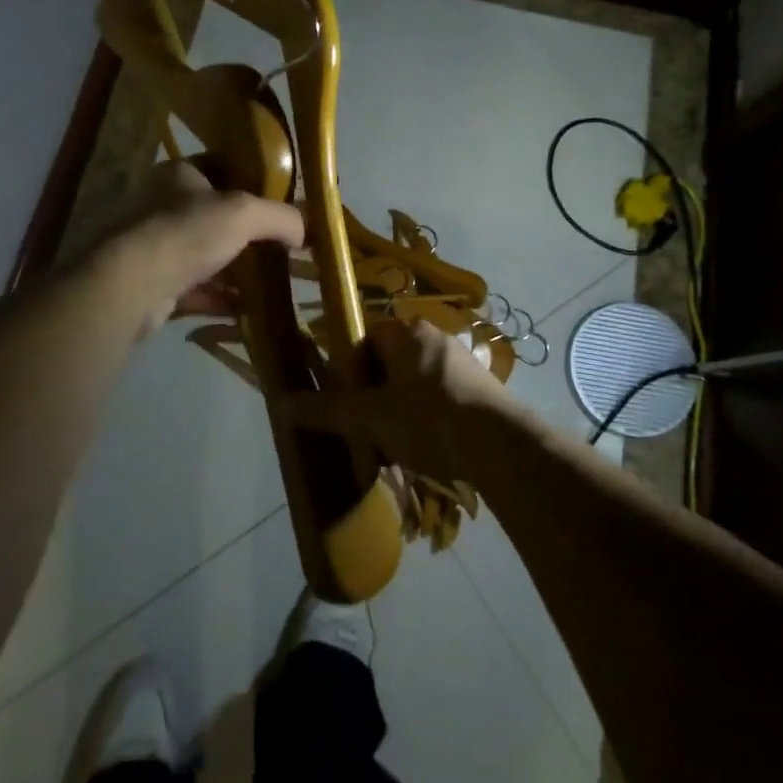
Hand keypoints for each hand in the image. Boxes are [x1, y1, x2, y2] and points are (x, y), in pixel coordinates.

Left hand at [102, 159, 304, 338]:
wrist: (132, 285)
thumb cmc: (187, 232)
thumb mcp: (245, 212)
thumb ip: (281, 216)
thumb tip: (304, 232)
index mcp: (179, 175)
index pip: (220, 169)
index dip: (250, 182)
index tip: (279, 202)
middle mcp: (163, 206)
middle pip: (215, 216)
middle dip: (247, 233)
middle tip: (281, 246)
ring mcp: (157, 247)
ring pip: (206, 255)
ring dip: (236, 269)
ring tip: (271, 280)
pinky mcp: (155, 284)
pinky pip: (197, 289)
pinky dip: (222, 298)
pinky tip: (248, 309)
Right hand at [280, 317, 503, 486]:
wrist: (500, 446)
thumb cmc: (428, 419)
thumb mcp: (370, 417)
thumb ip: (327, 409)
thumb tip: (281, 403)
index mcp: (407, 332)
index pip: (365, 338)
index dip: (348, 369)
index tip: (344, 401)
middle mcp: (435, 338)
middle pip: (389, 362)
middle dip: (373, 395)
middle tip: (365, 428)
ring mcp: (461, 363)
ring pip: (413, 384)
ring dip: (398, 411)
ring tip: (393, 447)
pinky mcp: (480, 389)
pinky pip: (438, 399)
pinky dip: (425, 419)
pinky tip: (425, 450)